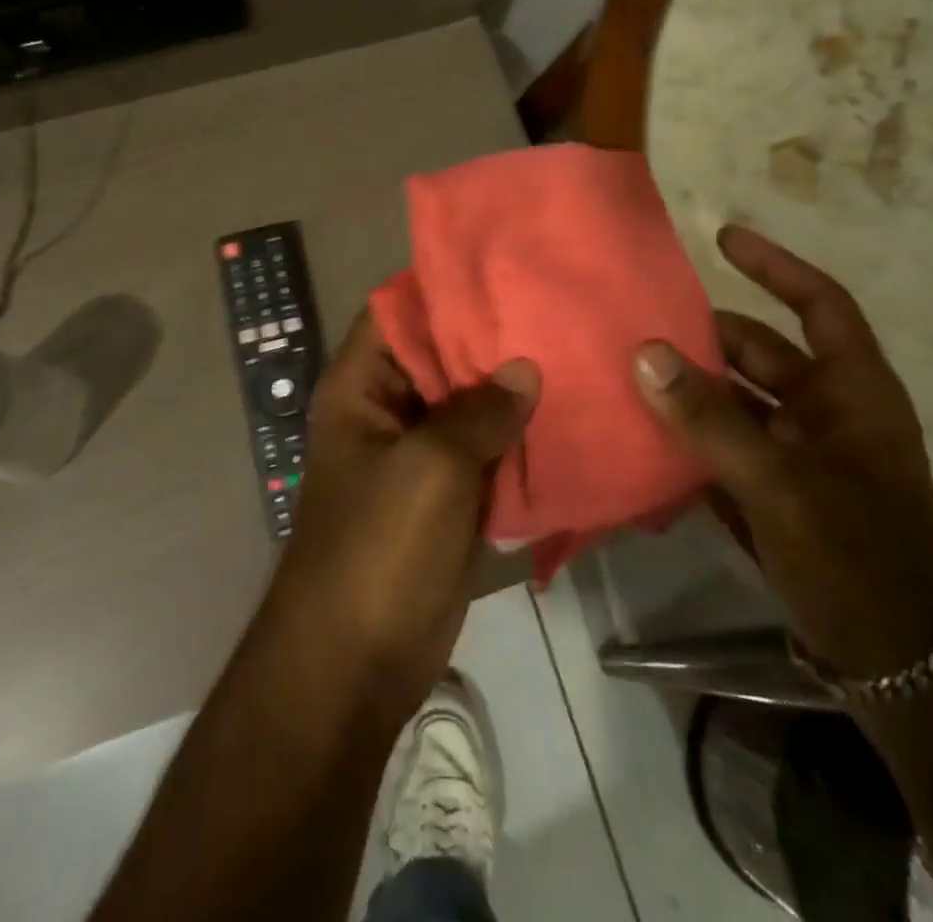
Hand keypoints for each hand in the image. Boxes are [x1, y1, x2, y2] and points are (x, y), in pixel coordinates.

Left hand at [265, 309, 537, 721]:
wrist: (357, 663)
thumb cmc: (379, 548)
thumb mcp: (431, 468)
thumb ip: (480, 411)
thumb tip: (526, 368)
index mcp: (362, 386)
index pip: (400, 312)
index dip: (445, 287)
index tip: (505, 269)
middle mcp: (388, 408)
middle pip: (441, 355)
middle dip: (493, 338)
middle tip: (557, 308)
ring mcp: (419, 452)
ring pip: (469, 403)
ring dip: (511, 389)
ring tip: (575, 352)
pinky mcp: (447, 493)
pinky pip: (485, 450)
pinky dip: (518, 437)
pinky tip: (569, 416)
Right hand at [632, 226, 932, 679]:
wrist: (893, 664)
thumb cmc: (856, 556)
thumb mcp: (782, 484)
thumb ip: (711, 418)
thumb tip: (645, 353)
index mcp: (852, 393)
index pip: (819, 305)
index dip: (775, 267)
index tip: (722, 238)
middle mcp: (824, 411)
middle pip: (758, 351)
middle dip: (703, 336)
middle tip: (639, 321)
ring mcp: (795, 452)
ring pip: (732, 399)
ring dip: (685, 387)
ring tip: (625, 371)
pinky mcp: (769, 488)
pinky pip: (718, 443)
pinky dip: (684, 434)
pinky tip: (638, 429)